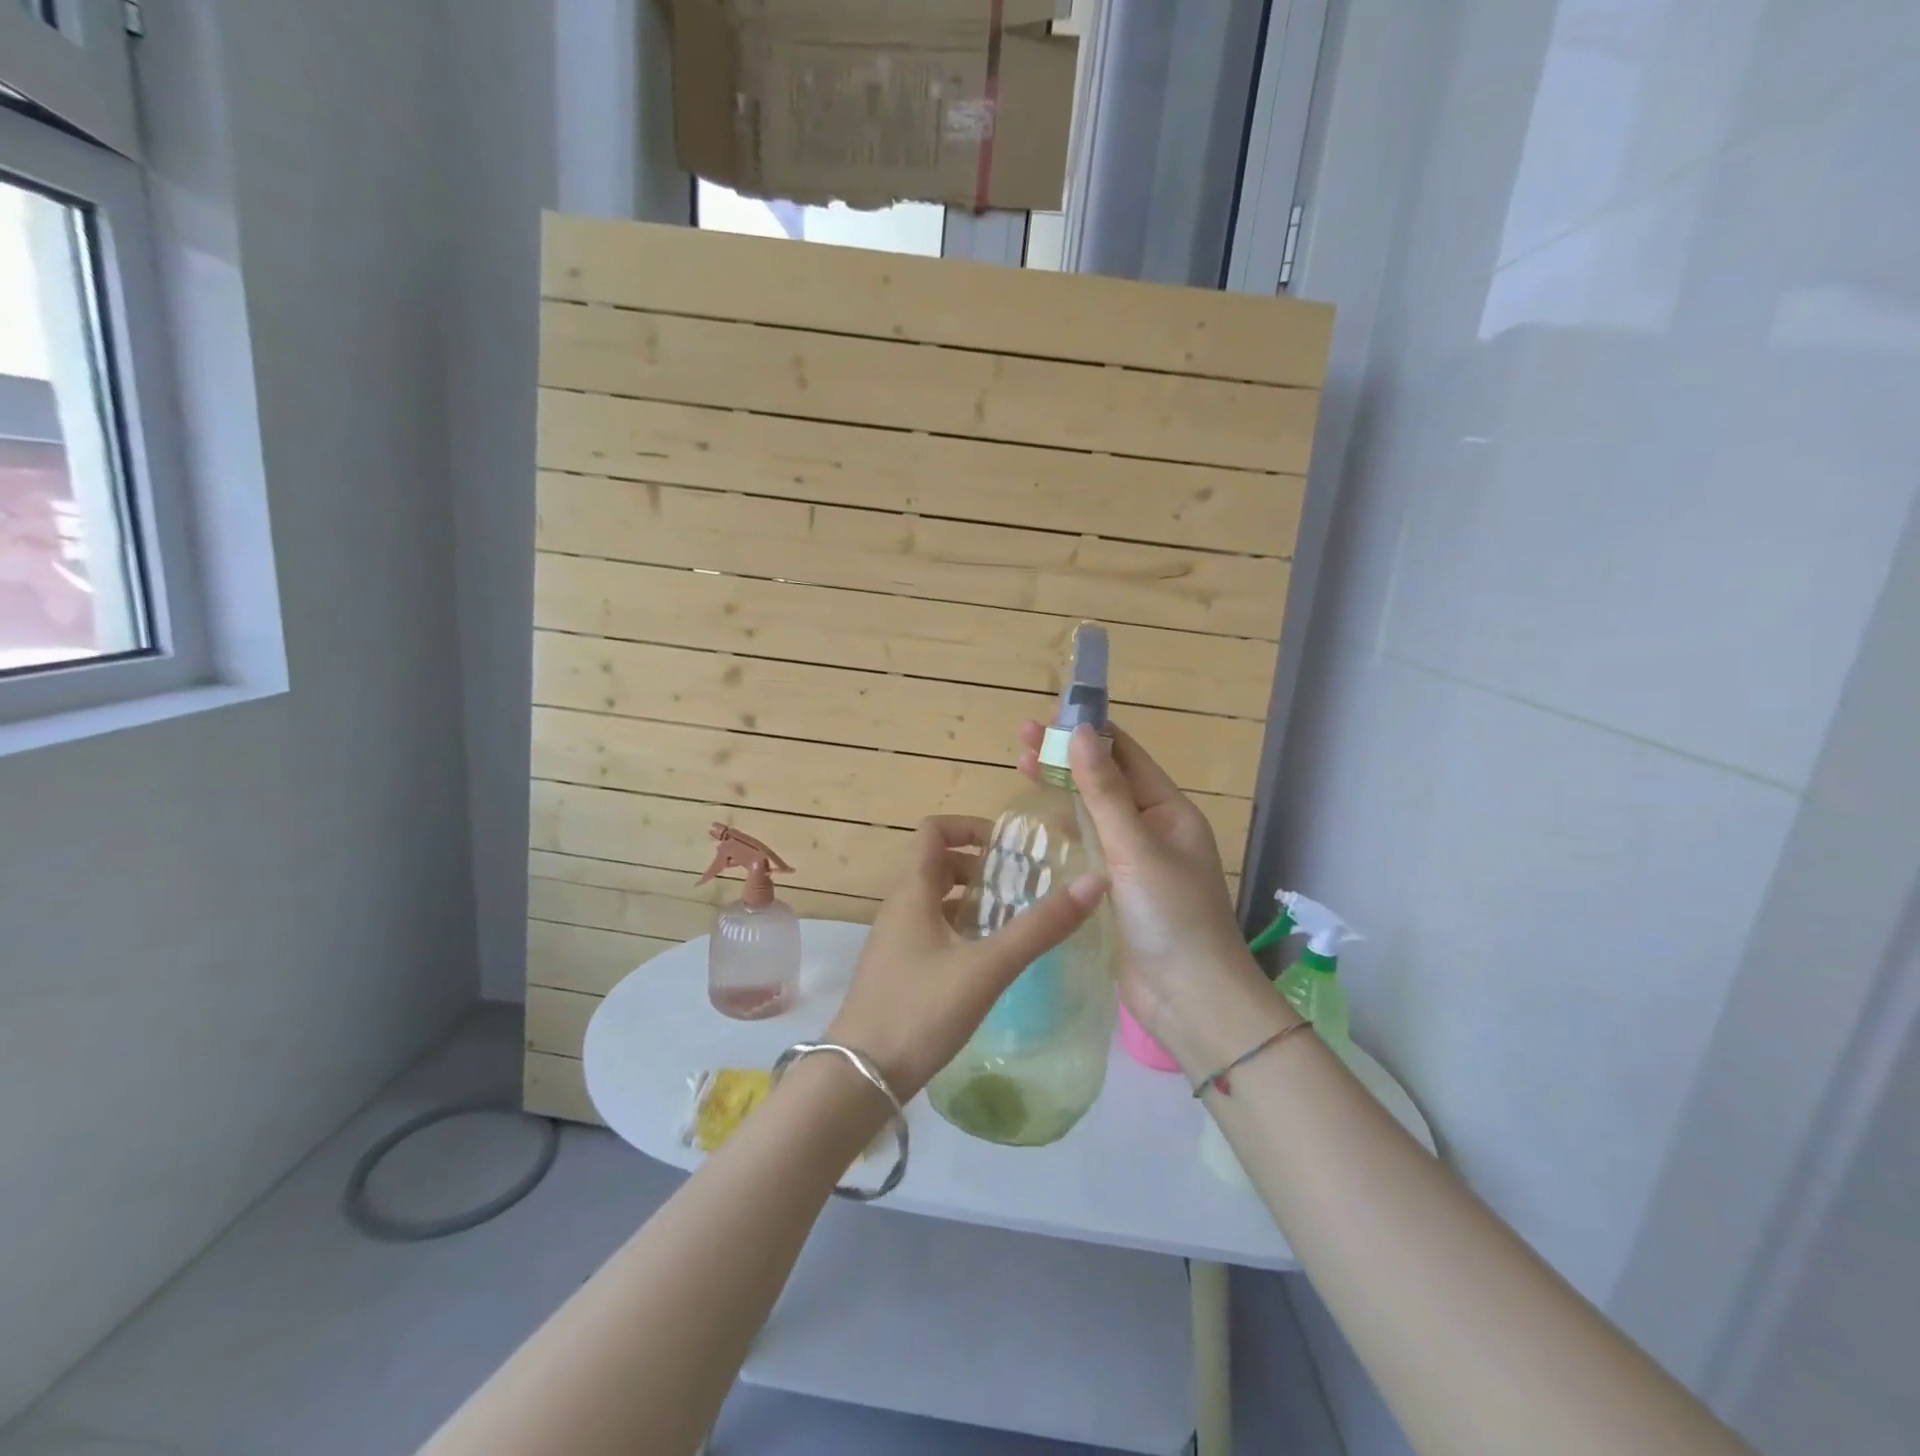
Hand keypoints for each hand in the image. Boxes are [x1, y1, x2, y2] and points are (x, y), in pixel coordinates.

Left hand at [826, 815, 1107, 1099]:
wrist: (861, 1078)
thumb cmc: (921, 1011)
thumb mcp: (987, 967)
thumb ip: (1040, 926)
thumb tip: (1095, 882)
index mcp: (912, 892)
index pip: (934, 831)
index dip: (971, 827)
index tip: (1010, 848)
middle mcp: (900, 908)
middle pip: (939, 864)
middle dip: (981, 866)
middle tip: (1024, 885)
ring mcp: (896, 941)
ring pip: (937, 901)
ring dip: (974, 899)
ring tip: (1015, 918)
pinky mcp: (899, 970)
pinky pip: (933, 931)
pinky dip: (962, 929)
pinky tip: (990, 958)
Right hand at [1017, 722, 1278, 1070]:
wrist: (1190, 998)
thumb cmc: (1171, 915)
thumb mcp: (1135, 847)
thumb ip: (1104, 791)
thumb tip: (1080, 731)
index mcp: (1169, 810)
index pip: (1125, 756)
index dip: (1087, 732)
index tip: (1047, 716)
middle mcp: (1153, 829)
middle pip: (1105, 782)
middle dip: (1065, 758)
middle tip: (1020, 740)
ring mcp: (1135, 862)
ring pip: (1094, 814)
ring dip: (1062, 790)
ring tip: (1020, 769)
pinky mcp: (1117, 891)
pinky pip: (1089, 848)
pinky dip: (1065, 830)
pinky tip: (1039, 823)